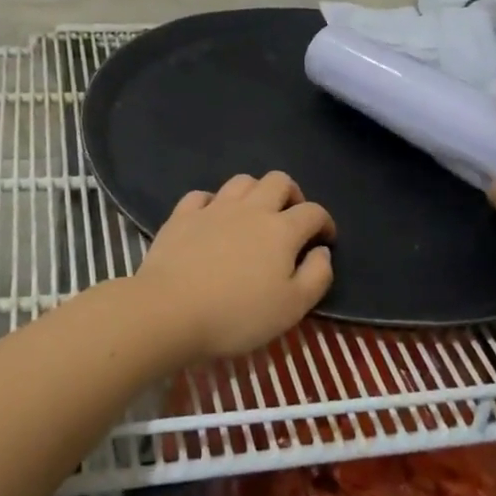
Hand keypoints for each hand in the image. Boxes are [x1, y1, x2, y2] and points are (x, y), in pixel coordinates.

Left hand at [131, 172, 334, 361]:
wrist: (170, 310)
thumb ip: (317, 276)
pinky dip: (213, 202)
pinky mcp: (182, 215)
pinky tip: (212, 218)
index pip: (313, 212)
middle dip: (292, 194)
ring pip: (242, 181)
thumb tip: (322, 251)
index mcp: (281, 230)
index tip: (325, 240)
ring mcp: (213, 208)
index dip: (324, 222)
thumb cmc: (237, 315)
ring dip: (255, 192)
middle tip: (291, 218)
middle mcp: (250, 209)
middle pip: (278, 181)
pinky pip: (202, 195)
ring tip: (255, 214)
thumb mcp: (293, 307)